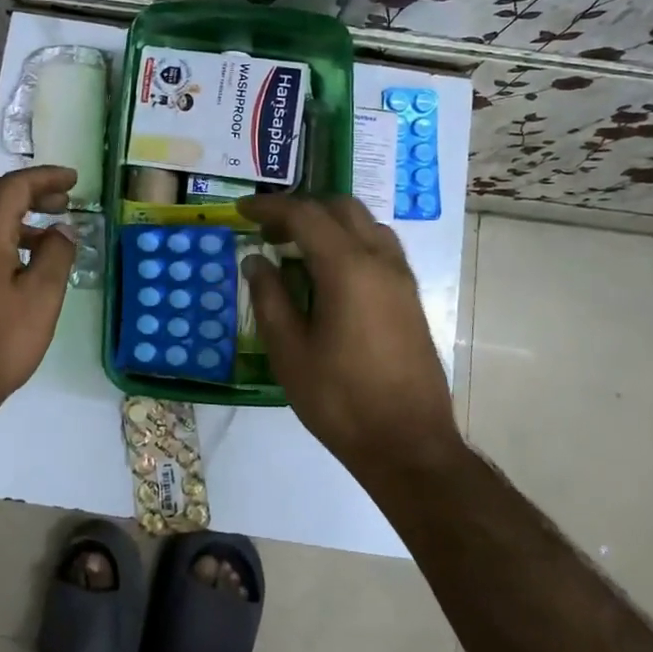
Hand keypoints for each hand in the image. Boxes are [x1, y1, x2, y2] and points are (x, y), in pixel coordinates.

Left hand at [0, 165, 76, 424]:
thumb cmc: (0, 340)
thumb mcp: (42, 297)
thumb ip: (57, 255)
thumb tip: (63, 230)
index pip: (15, 186)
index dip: (46, 177)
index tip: (74, 180)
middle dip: (29, 190)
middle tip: (62, 200)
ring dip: (16, 213)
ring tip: (50, 232)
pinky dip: (3, 234)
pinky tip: (24, 260)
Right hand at [238, 194, 460, 475]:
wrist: (408, 444)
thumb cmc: (340, 400)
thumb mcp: (290, 351)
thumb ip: (270, 297)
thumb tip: (256, 260)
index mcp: (348, 268)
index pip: (305, 215)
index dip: (270, 208)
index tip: (241, 209)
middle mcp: (380, 261)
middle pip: (340, 208)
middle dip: (301, 209)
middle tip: (268, 231)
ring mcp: (402, 278)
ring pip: (365, 224)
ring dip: (329, 223)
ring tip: (297, 249)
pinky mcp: (410, 297)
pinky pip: (379, 247)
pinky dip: (350, 242)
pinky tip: (330, 273)